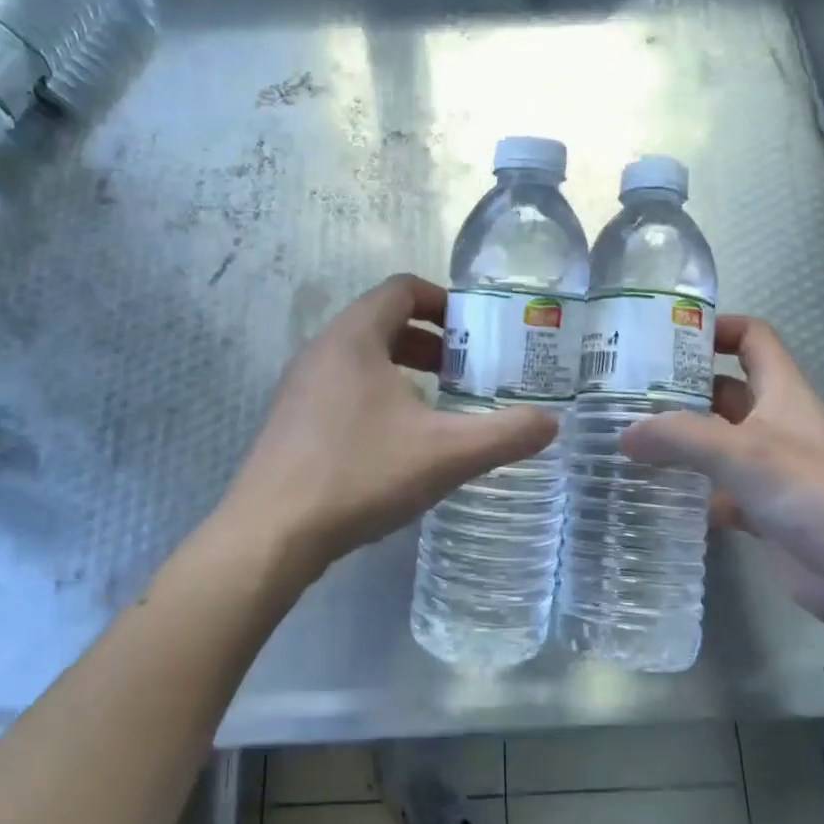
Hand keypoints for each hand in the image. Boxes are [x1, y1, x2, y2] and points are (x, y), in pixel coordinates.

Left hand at [223, 274, 557, 580]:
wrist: (271, 534)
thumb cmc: (360, 474)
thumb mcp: (446, 453)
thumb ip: (505, 434)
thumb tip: (552, 423)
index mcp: (354, 337)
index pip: (402, 289)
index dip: (444, 301)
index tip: (477, 330)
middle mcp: (322, 351)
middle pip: (383, 322)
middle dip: (430, 341)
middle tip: (467, 371)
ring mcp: (300, 387)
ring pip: (362, 359)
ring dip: (404, 370)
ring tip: (438, 406)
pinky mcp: (291, 422)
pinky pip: (343, 389)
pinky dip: (378, 396)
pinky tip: (398, 442)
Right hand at [619, 315, 823, 633]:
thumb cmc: (814, 491)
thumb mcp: (744, 451)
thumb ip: (680, 437)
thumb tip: (624, 435)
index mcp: (784, 392)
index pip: (753, 339)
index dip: (716, 329)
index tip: (666, 337)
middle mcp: (776, 423)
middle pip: (725, 390)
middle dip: (681, 388)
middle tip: (626, 393)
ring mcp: (771, 469)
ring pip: (717, 443)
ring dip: (680, 441)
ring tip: (628, 440)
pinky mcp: (763, 510)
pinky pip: (718, 490)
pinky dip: (691, 491)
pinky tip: (654, 494)